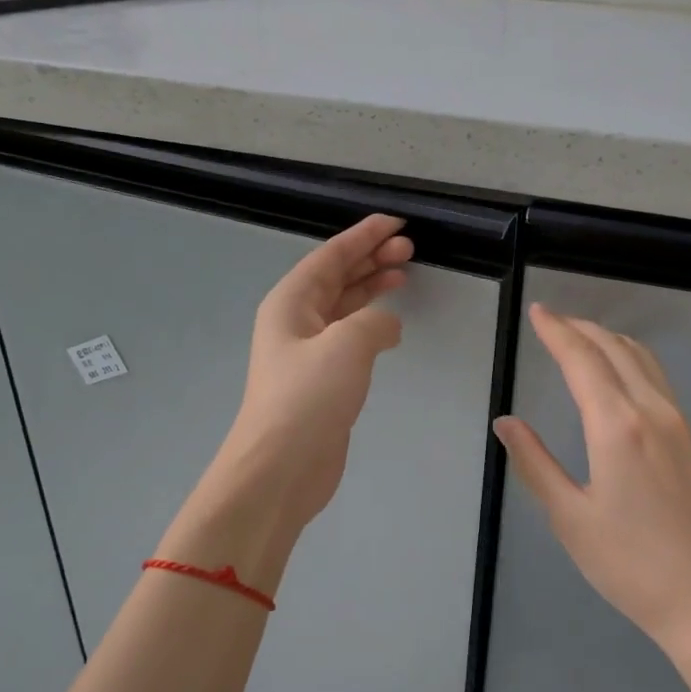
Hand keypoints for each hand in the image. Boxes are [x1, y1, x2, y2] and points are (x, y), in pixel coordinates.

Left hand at [213, 213, 411, 528]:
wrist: (281, 467)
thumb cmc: (308, 399)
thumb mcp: (346, 346)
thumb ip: (375, 321)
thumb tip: (387, 324)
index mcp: (291, 303)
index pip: (330, 257)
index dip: (363, 236)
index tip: (396, 224)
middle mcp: (296, 322)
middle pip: (336, 278)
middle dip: (370, 259)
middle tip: (409, 249)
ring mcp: (308, 354)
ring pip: (344, 307)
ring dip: (371, 288)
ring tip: (403, 274)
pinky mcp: (322, 382)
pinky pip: (350, 338)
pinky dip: (371, 324)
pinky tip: (391, 325)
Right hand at [493, 305, 690, 654]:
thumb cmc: (630, 565)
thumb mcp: (570, 518)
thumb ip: (535, 463)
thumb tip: (506, 422)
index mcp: (617, 426)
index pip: (583, 360)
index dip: (557, 332)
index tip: (537, 312)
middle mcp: (653, 412)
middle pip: (616, 349)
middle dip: (582, 328)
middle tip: (553, 320)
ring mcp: (681, 424)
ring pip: (644, 360)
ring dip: (610, 340)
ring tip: (583, 339)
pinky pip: (659, 380)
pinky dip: (632, 361)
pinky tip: (620, 376)